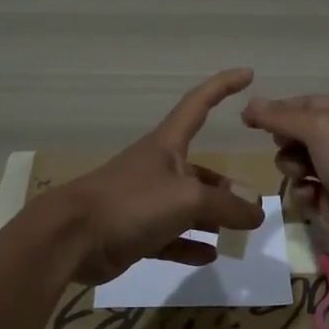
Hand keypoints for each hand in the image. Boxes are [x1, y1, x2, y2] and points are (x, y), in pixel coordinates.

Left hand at [52, 69, 267, 284]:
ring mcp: (145, 202)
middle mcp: (158, 168)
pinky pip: (171, 237)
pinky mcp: (135, 232)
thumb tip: (256, 212)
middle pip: (201, 171)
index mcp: (167, 145)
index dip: (223, 86)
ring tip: (239, 234)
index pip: (199, 104)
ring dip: (212, 219)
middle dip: (227, 188)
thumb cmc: (132, 202)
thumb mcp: (188, 199)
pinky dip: (190, 245)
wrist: (72, 237)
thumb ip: (226, 205)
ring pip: (188, 207)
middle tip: (254, 210)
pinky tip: (210, 255)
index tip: (248, 74)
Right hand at [241, 93, 328, 261]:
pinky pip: (304, 188)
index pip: (307, 103)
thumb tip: (249, 105)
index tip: (248, 119)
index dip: (278, 110)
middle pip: (299, 132)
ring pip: (297, 161)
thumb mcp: (319, 127)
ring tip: (302, 174)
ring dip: (292, 166)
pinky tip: (312, 196)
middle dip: (287, 141)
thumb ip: (280, 116)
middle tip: (287, 147)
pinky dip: (303, 191)